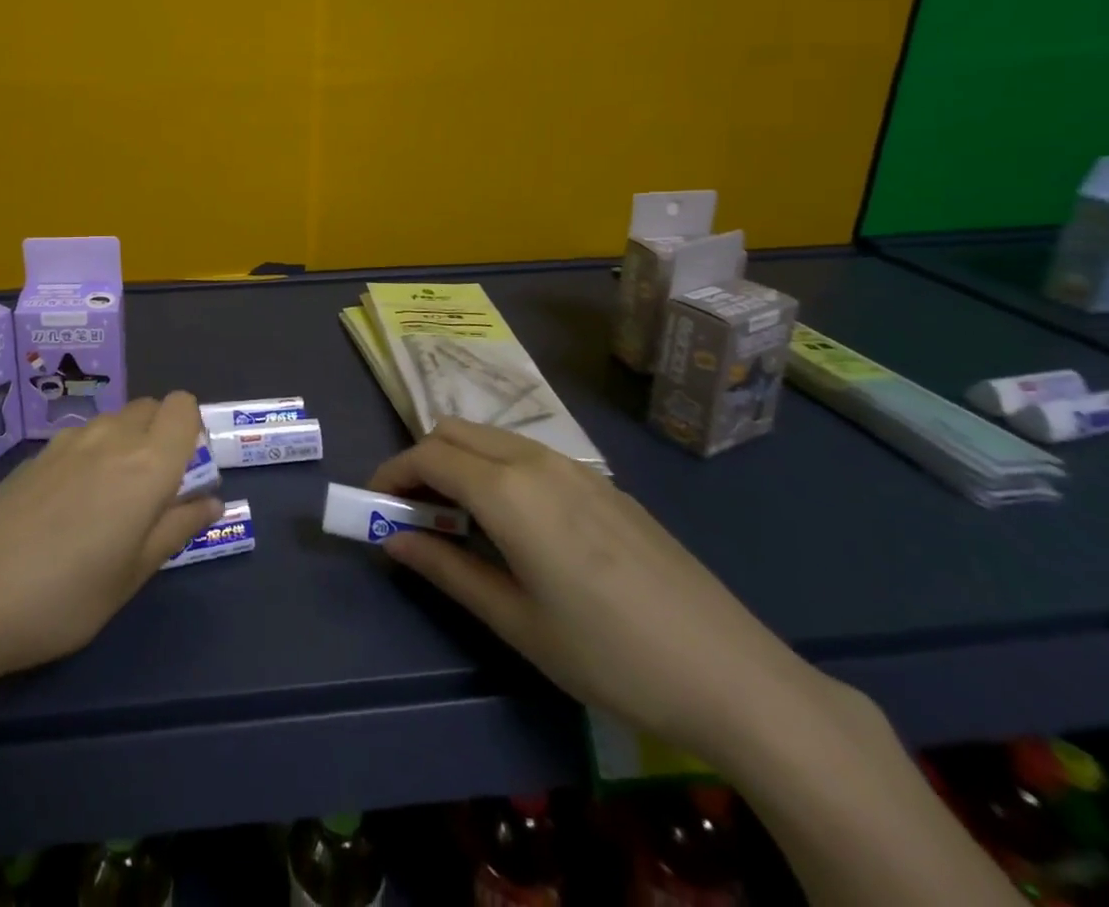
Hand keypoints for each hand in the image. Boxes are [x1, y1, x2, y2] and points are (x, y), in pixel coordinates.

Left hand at [0, 392, 222, 681]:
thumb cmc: (64, 595)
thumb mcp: (132, 574)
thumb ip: (176, 528)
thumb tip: (210, 500)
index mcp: (146, 464)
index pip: (183, 408)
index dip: (192, 430)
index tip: (186, 473)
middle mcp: (111, 437)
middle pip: (150, 408)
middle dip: (162, 435)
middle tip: (152, 492)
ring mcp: (68, 441)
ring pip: (114, 420)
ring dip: (126, 443)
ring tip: (109, 503)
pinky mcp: (36, 454)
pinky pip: (82, 437)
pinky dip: (92, 454)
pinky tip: (68, 506)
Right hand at [369, 417, 833, 766]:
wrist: (734, 675)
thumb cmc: (610, 654)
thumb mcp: (516, 621)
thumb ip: (446, 570)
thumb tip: (391, 540)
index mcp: (508, 490)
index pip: (426, 456)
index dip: (391, 475)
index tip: (375, 505)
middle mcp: (536, 460)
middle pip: (454, 432)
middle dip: (421, 461)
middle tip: (414, 513)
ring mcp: (576, 467)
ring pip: (492, 438)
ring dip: (459, 462)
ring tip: (459, 520)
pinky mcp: (604, 484)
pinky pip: (529, 454)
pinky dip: (497, 469)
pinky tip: (517, 525)